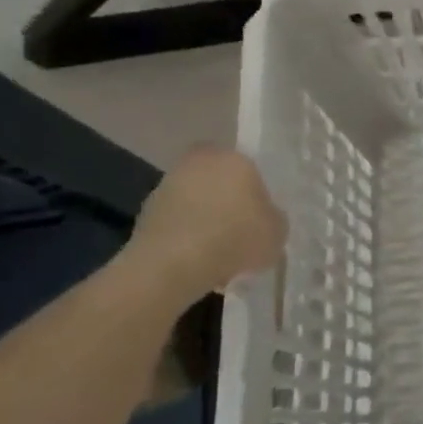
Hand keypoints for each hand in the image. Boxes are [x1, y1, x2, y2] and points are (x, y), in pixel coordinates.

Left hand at [129, 148, 286, 296]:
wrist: (172, 265)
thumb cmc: (235, 238)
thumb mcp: (278, 231)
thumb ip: (273, 218)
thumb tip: (264, 217)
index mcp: (235, 158)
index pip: (250, 169)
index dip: (256, 193)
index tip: (259, 217)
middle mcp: (198, 163)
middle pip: (220, 182)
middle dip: (228, 204)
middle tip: (240, 232)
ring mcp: (167, 186)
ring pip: (197, 202)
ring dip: (205, 221)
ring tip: (218, 253)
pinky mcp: (144, 213)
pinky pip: (177, 222)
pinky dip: (186, 237)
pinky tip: (197, 261)